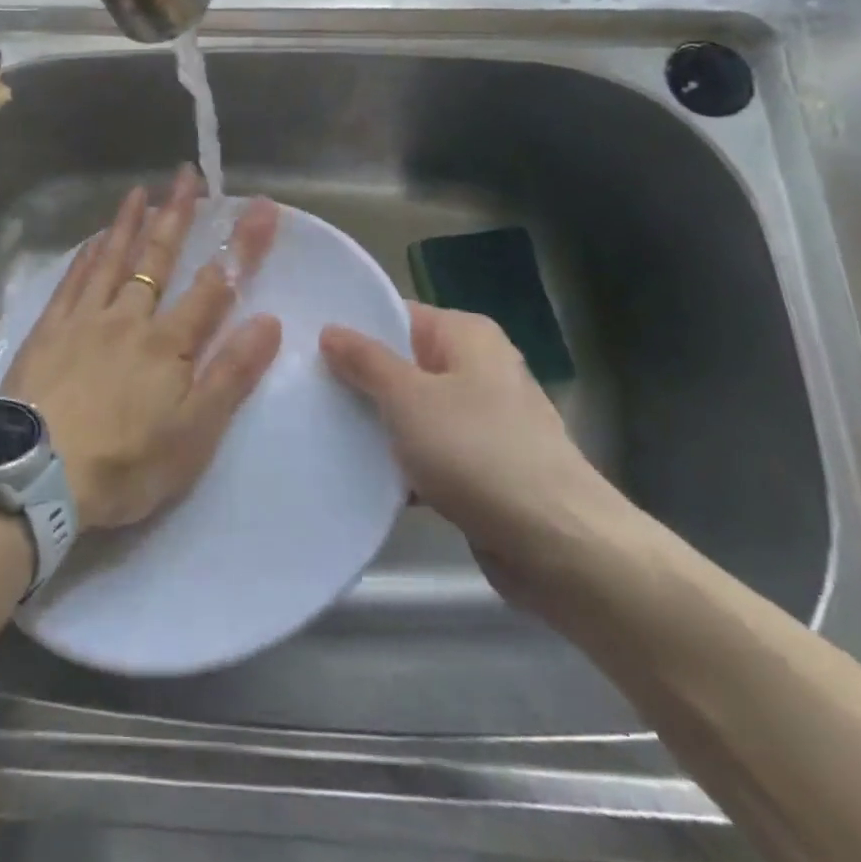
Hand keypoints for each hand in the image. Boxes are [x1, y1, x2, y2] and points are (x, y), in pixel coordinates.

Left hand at [4, 168, 282, 530]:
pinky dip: (86, 255)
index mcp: (168, 344)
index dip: (241, 246)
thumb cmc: (126, 463)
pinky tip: (93, 239)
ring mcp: (83, 320)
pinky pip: (71, 281)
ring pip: (111, 260)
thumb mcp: (195, 433)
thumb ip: (231, 375)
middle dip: (177, 215)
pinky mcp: (48, 331)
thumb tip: (269, 321)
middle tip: (187, 175)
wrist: (37, 475)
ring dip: (128, 223)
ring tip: (140, 190)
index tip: (260, 208)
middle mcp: (128, 318)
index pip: (214, 286)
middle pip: (157, 259)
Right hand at [321, 305, 629, 607]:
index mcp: (466, 336)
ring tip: (318, 429)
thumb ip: (364, 361)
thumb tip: (330, 329)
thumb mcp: (407, 398)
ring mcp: (482, 420)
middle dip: (357, 379)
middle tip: (302, 388)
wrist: (558, 546)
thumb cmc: (477, 453)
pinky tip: (358, 474)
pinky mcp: (482, 466)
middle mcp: (478, 369)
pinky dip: (400, 461)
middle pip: (402, 363)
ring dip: (375, 425)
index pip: (396, 315)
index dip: (352, 328)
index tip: (304, 345)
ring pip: (412, 411)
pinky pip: (428, 451)